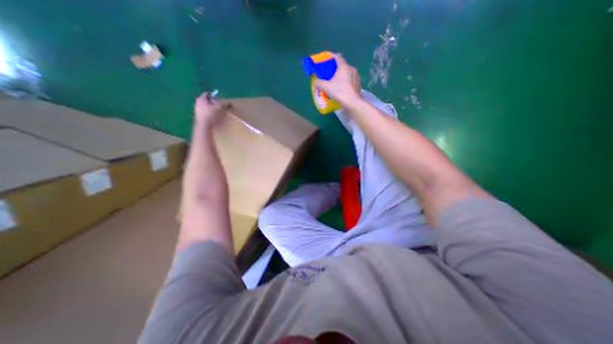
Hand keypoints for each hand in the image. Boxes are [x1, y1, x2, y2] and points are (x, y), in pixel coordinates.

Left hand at [193, 92, 227, 127]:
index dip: (213, 95)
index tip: (218, 99)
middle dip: (210, 102)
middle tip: (216, 105)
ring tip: (215, 112)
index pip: (206, 94)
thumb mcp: (220, 109)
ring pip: (203, 106)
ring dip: (208, 107)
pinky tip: (212, 117)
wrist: (204, 126)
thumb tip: (228, 103)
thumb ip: (224, 104)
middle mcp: (197, 102)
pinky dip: (207, 113)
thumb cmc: (212, 115)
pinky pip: (203, 112)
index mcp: (201, 99)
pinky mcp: (197, 116)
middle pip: (204, 100)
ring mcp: (196, 109)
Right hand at [314, 53, 359, 104]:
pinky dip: (346, 82)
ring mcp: (356, 77)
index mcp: (344, 67)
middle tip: (330, 73)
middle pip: (342, 66)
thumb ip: (319, 83)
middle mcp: (351, 69)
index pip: (337, 57)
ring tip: (336, 82)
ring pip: (347, 73)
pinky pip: (351, 80)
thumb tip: (315, 82)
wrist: (352, 103)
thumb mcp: (326, 87)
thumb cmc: (339, 92)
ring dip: (342, 76)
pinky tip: (342, 88)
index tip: (327, 58)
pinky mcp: (359, 85)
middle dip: (336, 68)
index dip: (332, 56)